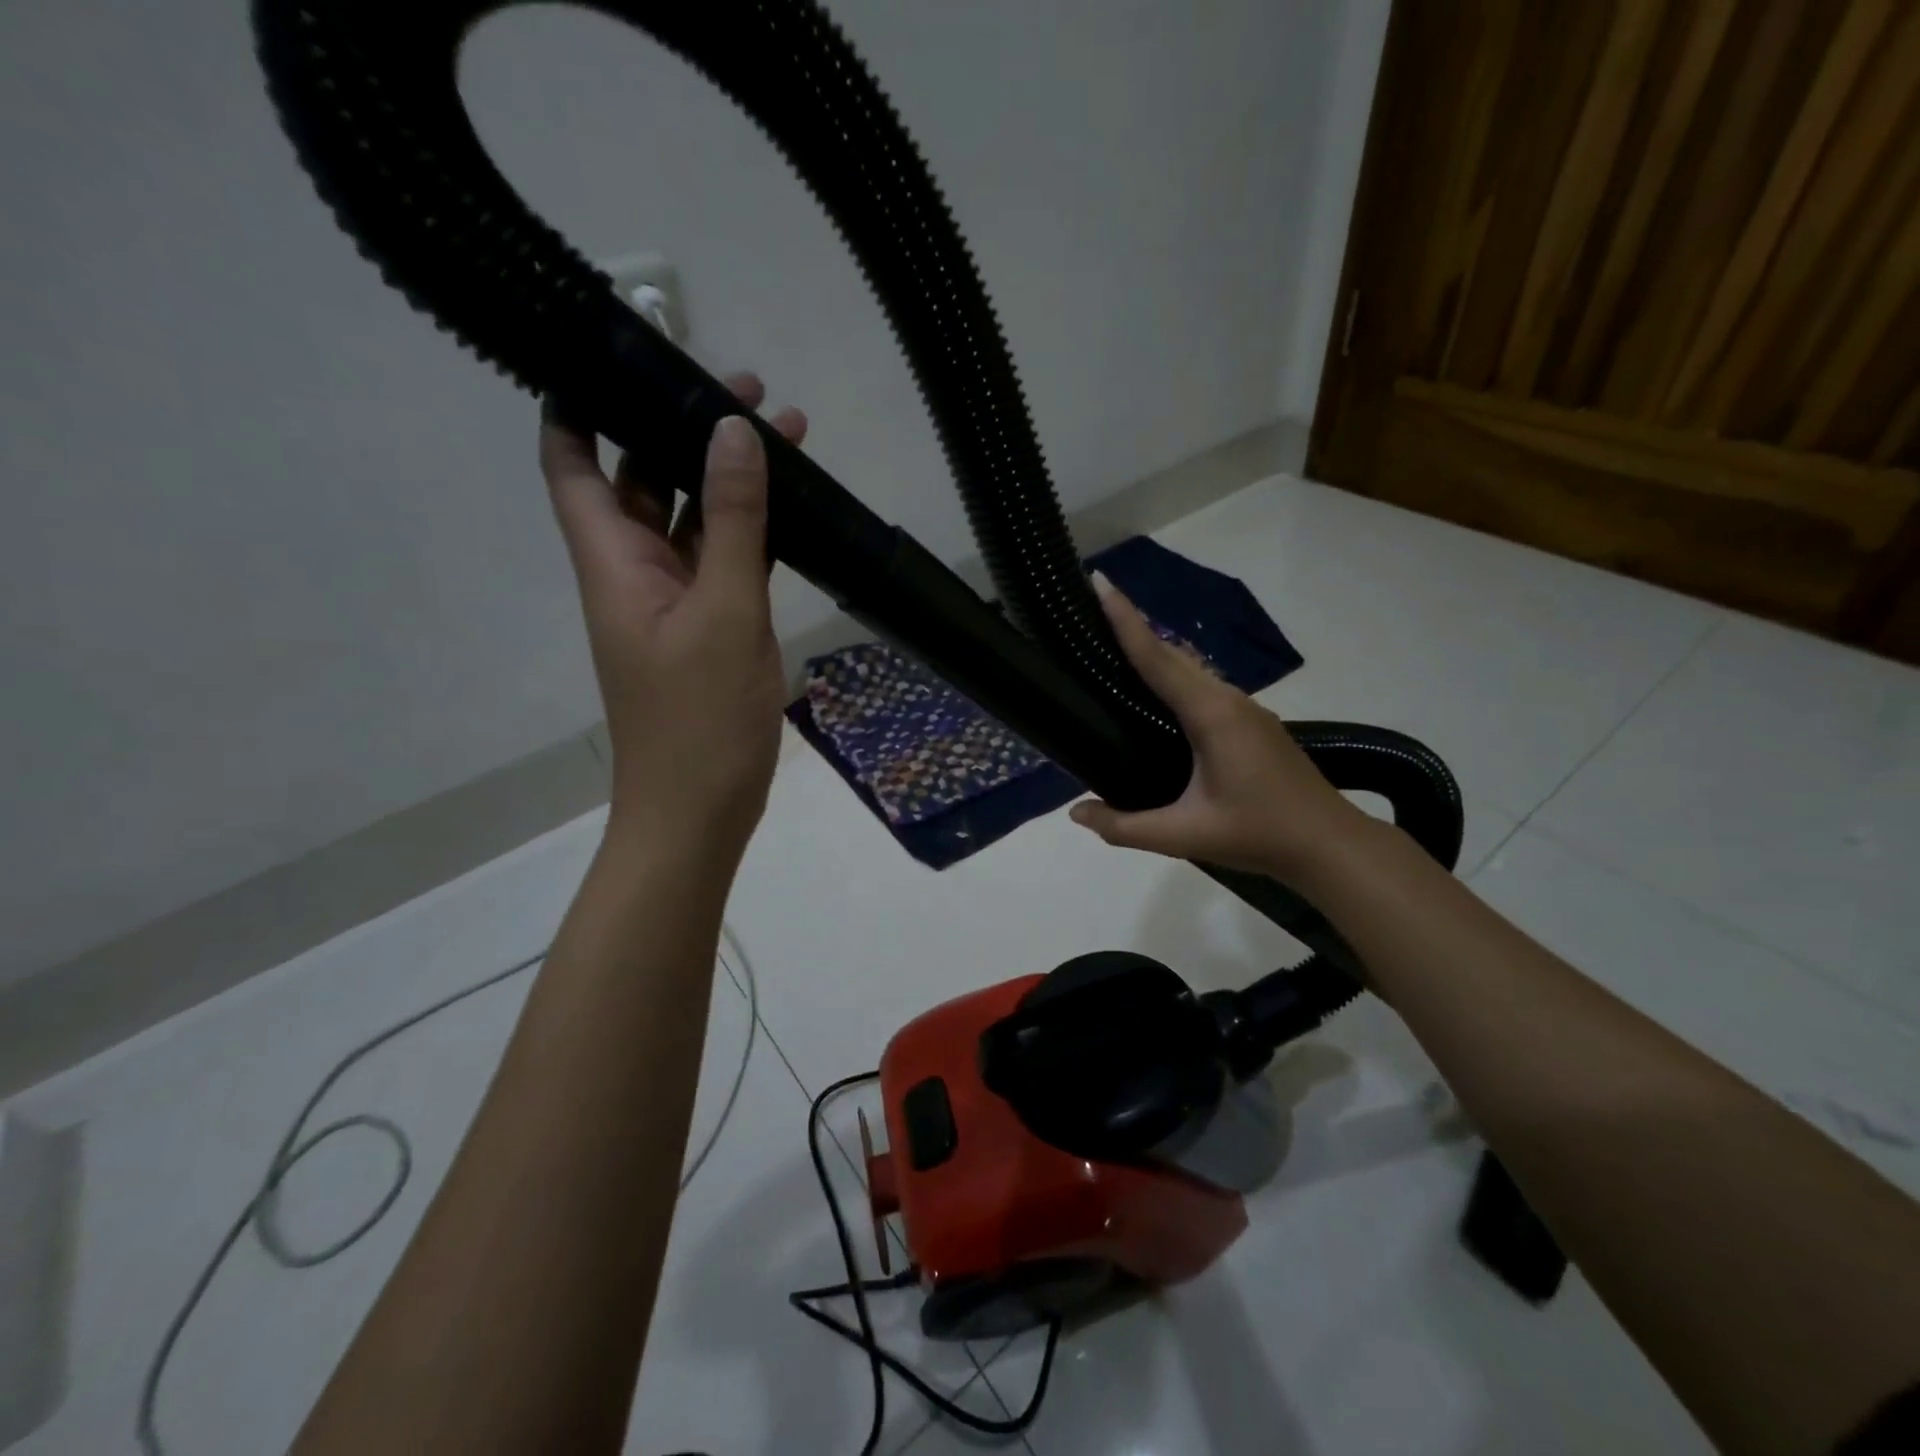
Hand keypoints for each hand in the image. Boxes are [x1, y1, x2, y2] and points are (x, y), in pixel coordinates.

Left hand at [540, 373, 806, 858]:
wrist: (700, 811)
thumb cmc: (700, 720)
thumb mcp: (726, 613)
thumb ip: (734, 523)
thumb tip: (732, 430)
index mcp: (614, 562)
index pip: (571, 463)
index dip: (579, 404)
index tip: (617, 354)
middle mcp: (636, 572)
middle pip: (643, 479)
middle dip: (682, 429)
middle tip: (744, 388)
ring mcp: (676, 603)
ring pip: (694, 521)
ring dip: (729, 480)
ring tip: (786, 433)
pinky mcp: (711, 629)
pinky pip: (725, 562)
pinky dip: (751, 531)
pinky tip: (791, 508)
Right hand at [1068, 574, 1367, 881]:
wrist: (1331, 845)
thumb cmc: (1259, 834)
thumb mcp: (1185, 836)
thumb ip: (1124, 827)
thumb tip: (1076, 813)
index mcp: (1211, 715)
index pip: (1157, 659)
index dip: (1124, 620)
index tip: (1099, 582)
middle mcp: (1228, 700)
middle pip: (1172, 654)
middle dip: (1133, 626)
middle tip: (1092, 607)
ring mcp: (1246, 709)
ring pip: (1190, 668)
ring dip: (1154, 650)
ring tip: (1114, 644)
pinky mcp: (1252, 722)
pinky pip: (1203, 686)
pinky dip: (1172, 674)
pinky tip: (1157, 692)